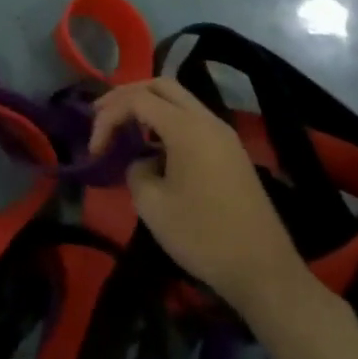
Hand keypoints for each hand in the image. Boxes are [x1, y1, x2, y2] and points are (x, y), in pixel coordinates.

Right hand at [89, 78, 319, 320]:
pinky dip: (166, 122)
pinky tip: (152, 148)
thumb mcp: (152, 205)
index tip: (94, 149)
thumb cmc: (203, 237)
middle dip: (126, 96)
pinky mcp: (231, 153)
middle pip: (161, 86)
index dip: (108, 117)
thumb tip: (143, 162)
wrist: (263, 272)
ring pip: (179, 101)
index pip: (137, 100)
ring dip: (147, 107)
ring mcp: (224, 136)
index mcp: (188, 129)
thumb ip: (136, 170)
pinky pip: (192, 121)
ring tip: (122, 129)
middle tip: (101, 115)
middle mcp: (208, 121)